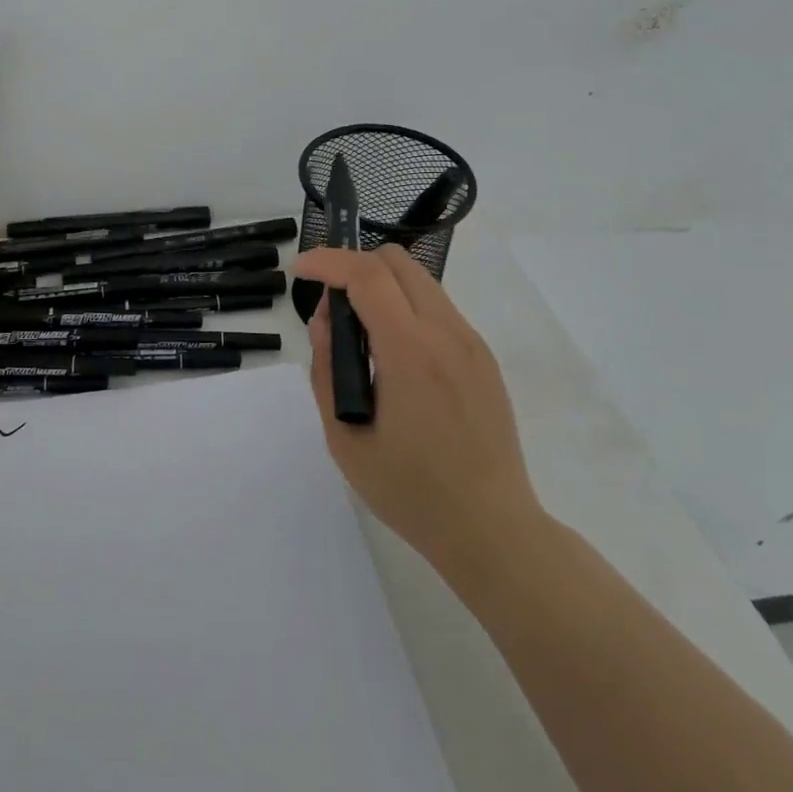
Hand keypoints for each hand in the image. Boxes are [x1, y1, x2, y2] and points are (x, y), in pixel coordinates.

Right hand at [294, 244, 544, 574]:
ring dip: (380, 285)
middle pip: (397, 262)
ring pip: (419, 280)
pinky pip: (437, 307)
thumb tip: (326, 320)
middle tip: (329, 303)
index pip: (366, 276)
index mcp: (411, 353)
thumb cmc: (411, 492)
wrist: (491, 530)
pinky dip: (405, 306)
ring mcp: (471, 343)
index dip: (327, 261)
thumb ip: (327, 368)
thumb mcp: (345, 438)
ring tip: (358, 332)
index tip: (300, 269)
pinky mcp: (483, 358)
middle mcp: (447, 334)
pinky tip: (392, 352)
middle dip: (353, 265)